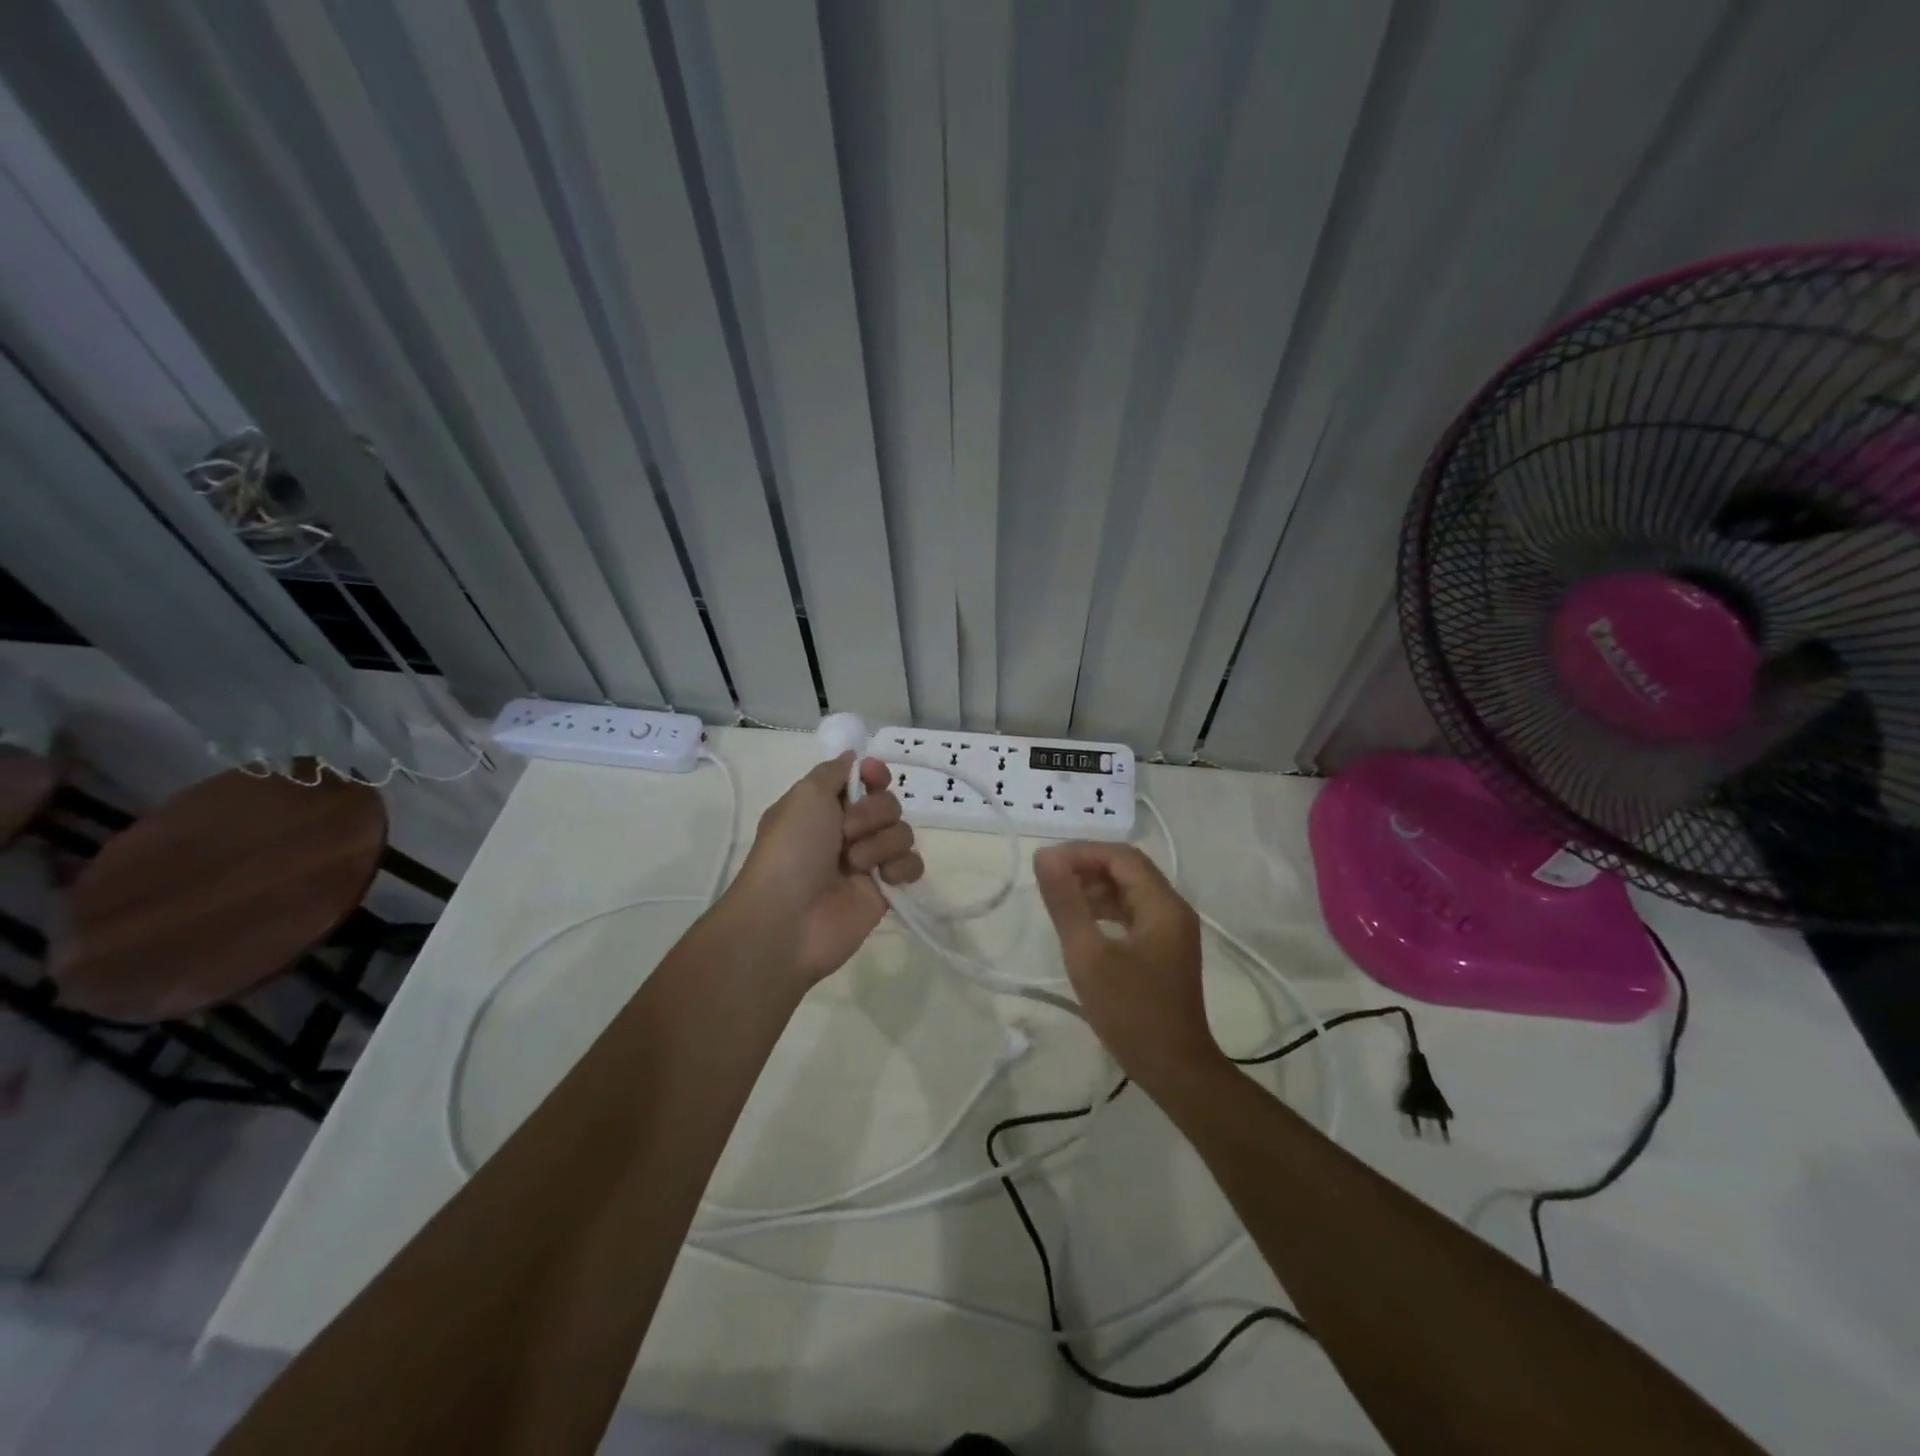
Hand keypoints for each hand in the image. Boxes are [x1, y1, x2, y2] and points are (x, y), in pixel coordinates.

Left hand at [723, 753, 923, 982]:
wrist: (788, 919)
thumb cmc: (791, 851)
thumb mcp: (804, 795)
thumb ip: (833, 771)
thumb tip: (854, 757)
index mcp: (823, 807)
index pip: (863, 779)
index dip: (873, 774)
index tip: (874, 777)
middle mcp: (845, 831)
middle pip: (887, 804)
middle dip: (872, 814)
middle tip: (847, 833)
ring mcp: (867, 861)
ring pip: (902, 832)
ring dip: (881, 844)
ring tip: (856, 865)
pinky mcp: (885, 890)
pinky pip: (913, 864)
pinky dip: (902, 867)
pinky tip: (884, 879)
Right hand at [1033, 842, 1220, 1082]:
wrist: (1175, 1070)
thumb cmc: (1131, 1013)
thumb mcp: (1089, 956)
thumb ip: (1067, 903)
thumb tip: (1045, 858)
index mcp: (1162, 905)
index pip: (1120, 856)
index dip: (1081, 852)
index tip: (1045, 864)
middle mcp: (1173, 909)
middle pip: (1128, 869)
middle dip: (1087, 866)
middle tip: (1049, 879)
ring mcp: (1172, 930)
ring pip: (1131, 890)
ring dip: (1096, 887)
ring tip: (1059, 899)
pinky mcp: (1166, 949)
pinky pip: (1134, 913)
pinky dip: (1107, 909)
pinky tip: (1083, 922)